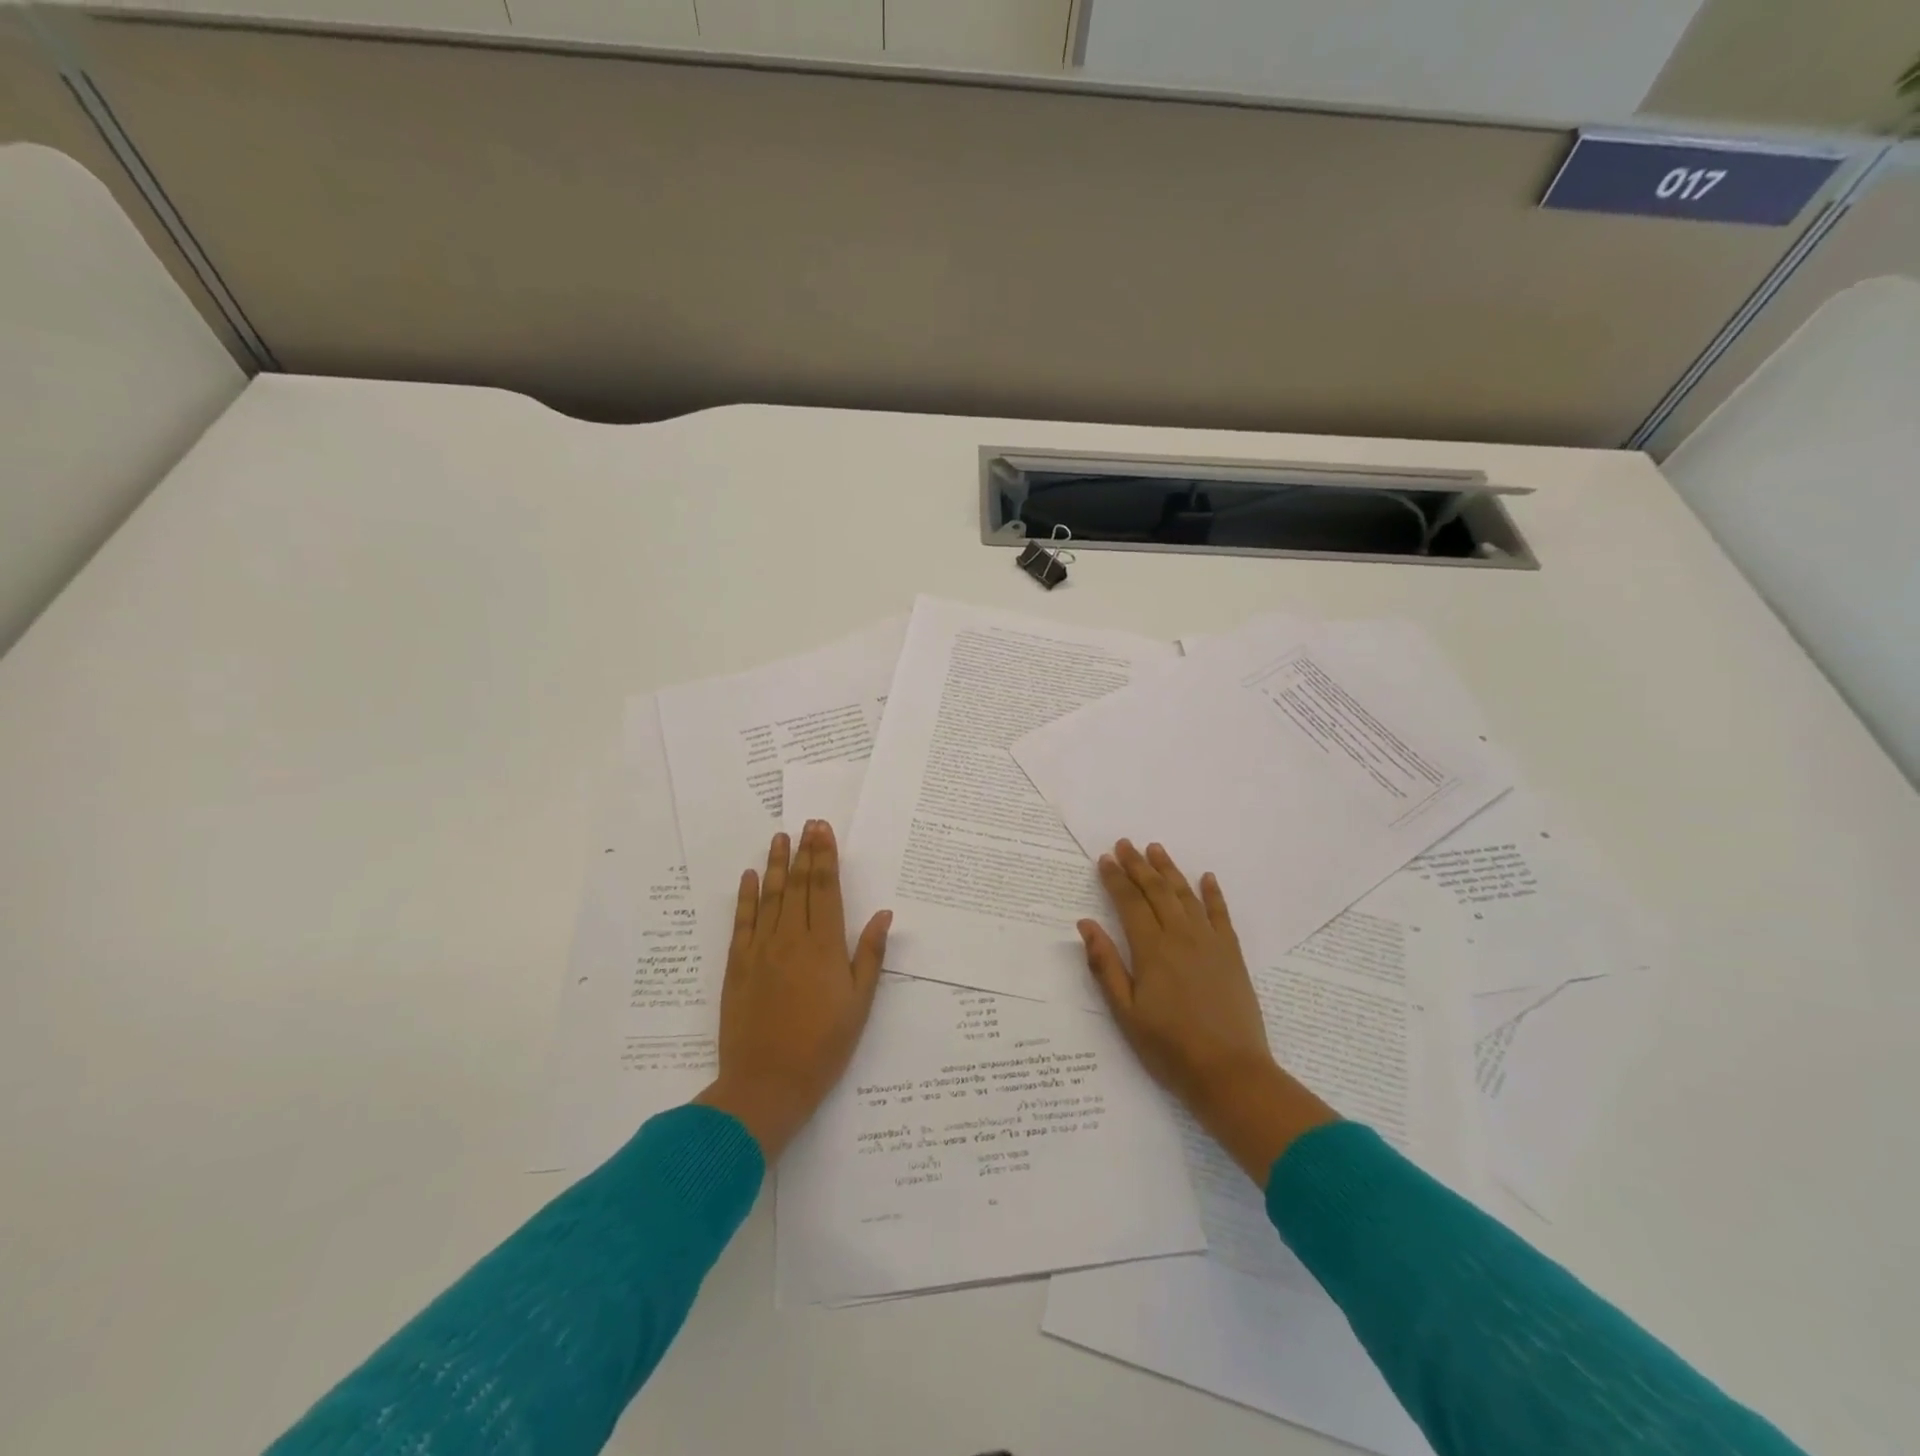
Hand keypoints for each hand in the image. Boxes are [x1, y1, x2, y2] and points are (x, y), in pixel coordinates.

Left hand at [695, 821, 890, 1159]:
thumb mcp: (859, 1004)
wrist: (767, 1084)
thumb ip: (870, 956)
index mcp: (824, 947)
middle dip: (805, 852)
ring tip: (780, 837)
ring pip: (771, 896)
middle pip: (799, 886)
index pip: (825, 890)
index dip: (825, 857)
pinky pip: (742, 921)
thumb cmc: (823, 1047)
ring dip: (777, 864)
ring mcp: (761, 950)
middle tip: (808, 824)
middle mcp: (791, 939)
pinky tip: (751, 876)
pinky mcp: (738, 965)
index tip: (824, 831)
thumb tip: (883, 914)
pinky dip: (747, 896)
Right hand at [1079, 839, 1335, 1183]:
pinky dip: (1212, 893)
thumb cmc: (1169, 1047)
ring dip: (1169, 870)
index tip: (1105, 859)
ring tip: (1156, 849)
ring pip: (1185, 895)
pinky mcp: (1232, 954)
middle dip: (1138, 865)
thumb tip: (1085, 924)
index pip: (1129, 902)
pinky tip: (1206, 878)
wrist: (1230, 1072)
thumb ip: (1105, 965)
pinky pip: (1220, 914)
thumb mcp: (1125, 1013)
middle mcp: (1180, 936)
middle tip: (1125, 844)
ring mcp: (1210, 942)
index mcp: (1151, 949)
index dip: (1115, 878)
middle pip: (1156, 891)